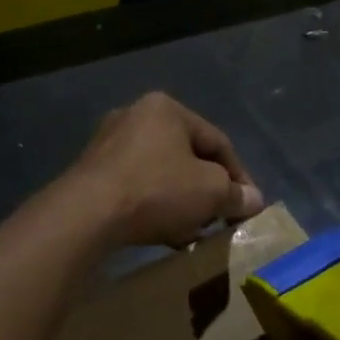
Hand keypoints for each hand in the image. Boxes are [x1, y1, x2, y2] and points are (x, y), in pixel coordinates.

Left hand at [68, 93, 262, 248]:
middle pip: (187, 156)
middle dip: (207, 189)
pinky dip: (154, 205)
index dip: (239, 176)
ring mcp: (108, 143)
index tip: (248, 205)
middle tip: (219, 217)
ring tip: (192, 230)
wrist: (86, 215)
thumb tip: (254, 200)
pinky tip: (162, 231)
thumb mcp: (210, 192)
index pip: (217, 142)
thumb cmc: (157, 190)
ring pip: (161, 173)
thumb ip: (236, 194)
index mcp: (166, 108)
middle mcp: (135, 116)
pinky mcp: (90, 172)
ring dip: (181, 200)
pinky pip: (135, 186)